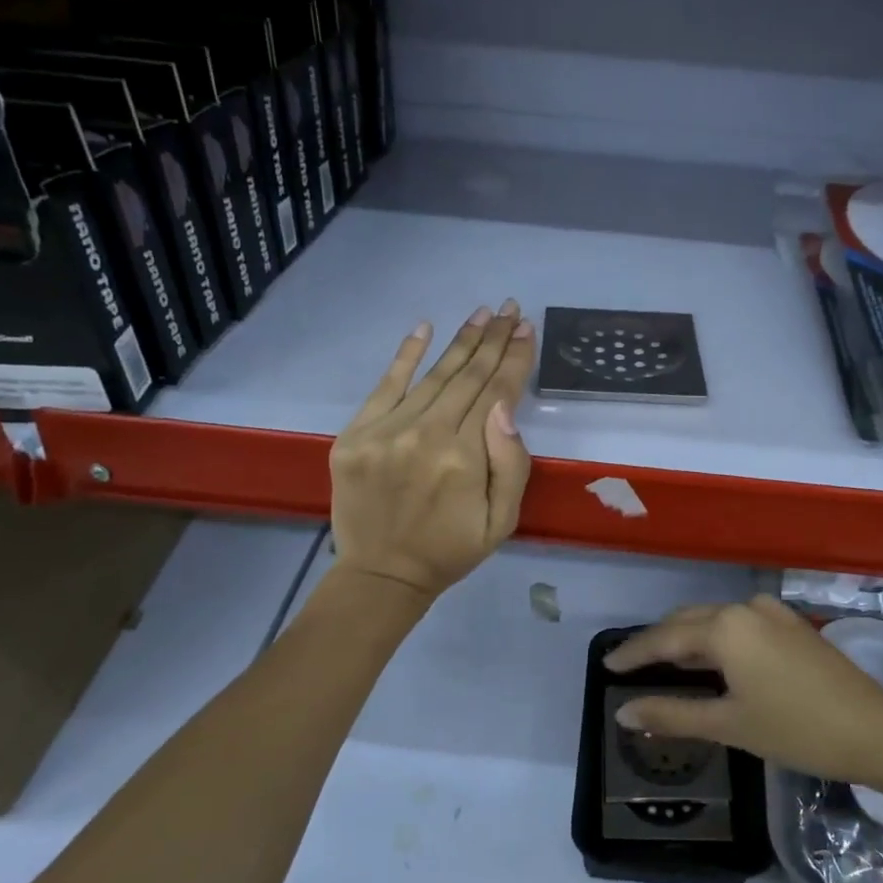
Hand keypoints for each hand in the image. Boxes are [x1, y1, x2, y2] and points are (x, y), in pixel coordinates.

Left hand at [329, 301, 535, 599]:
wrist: (382, 574)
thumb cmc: (451, 549)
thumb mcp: (502, 520)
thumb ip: (511, 464)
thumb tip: (505, 408)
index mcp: (465, 458)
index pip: (496, 393)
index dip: (514, 359)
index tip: (527, 329)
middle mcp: (426, 435)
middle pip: (468, 376)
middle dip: (493, 340)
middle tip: (510, 308)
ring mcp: (386, 431)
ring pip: (433, 375)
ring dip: (461, 341)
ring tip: (483, 314)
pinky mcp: (355, 434)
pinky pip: (385, 385)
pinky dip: (405, 355)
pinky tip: (424, 327)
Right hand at [603, 595, 882, 787]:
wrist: (876, 730)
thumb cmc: (796, 729)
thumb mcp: (729, 724)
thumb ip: (671, 714)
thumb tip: (623, 713)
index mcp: (724, 627)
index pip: (663, 638)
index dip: (632, 654)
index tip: (607, 666)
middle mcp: (744, 608)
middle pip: (687, 622)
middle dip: (657, 643)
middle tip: (631, 667)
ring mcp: (771, 613)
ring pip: (714, 621)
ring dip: (687, 640)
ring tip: (665, 664)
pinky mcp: (791, 624)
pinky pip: (738, 625)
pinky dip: (716, 640)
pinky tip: (712, 661)